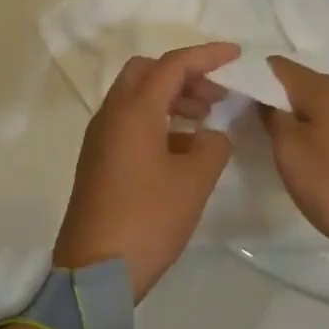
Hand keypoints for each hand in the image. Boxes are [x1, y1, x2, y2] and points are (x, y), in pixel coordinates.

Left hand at [53, 43, 239, 299]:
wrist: (94, 273)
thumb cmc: (147, 220)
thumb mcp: (194, 182)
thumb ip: (212, 148)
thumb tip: (210, 137)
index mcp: (134, 111)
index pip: (173, 65)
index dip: (206, 56)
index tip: (235, 54)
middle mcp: (112, 115)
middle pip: (148, 72)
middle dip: (184, 74)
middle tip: (215, 93)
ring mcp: (101, 138)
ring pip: (137, 97)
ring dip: (172, 97)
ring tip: (206, 118)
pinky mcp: (98, 160)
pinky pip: (130, 122)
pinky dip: (158, 120)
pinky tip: (183, 148)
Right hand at [262, 56, 328, 261]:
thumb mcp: (290, 150)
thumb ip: (271, 116)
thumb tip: (264, 98)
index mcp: (323, 88)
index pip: (278, 65)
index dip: (254, 75)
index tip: (234, 93)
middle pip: (300, 83)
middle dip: (275, 96)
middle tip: (248, 118)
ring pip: (319, 104)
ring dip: (297, 115)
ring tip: (275, 136)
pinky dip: (317, 129)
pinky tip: (308, 150)